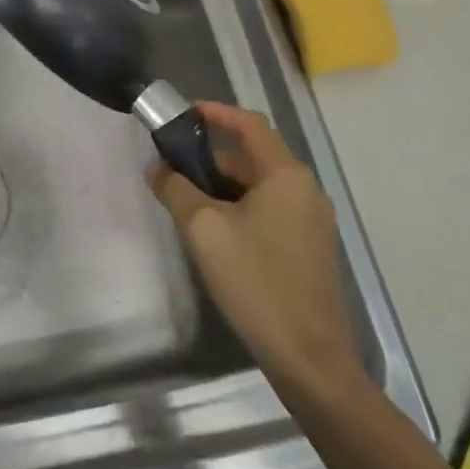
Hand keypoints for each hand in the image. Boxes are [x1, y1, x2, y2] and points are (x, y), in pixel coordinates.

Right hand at [148, 102, 364, 414]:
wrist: (308, 356)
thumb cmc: (255, 281)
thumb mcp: (203, 229)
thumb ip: (176, 189)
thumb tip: (157, 168)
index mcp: (286, 175)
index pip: (249, 124)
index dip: (214, 112)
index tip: (180, 114)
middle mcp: (305, 190)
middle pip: (252, 156)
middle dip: (210, 155)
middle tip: (170, 164)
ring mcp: (311, 221)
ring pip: (259, 186)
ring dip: (221, 184)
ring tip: (183, 197)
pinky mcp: (308, 248)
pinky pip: (268, 211)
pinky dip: (238, 207)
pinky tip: (212, 231)